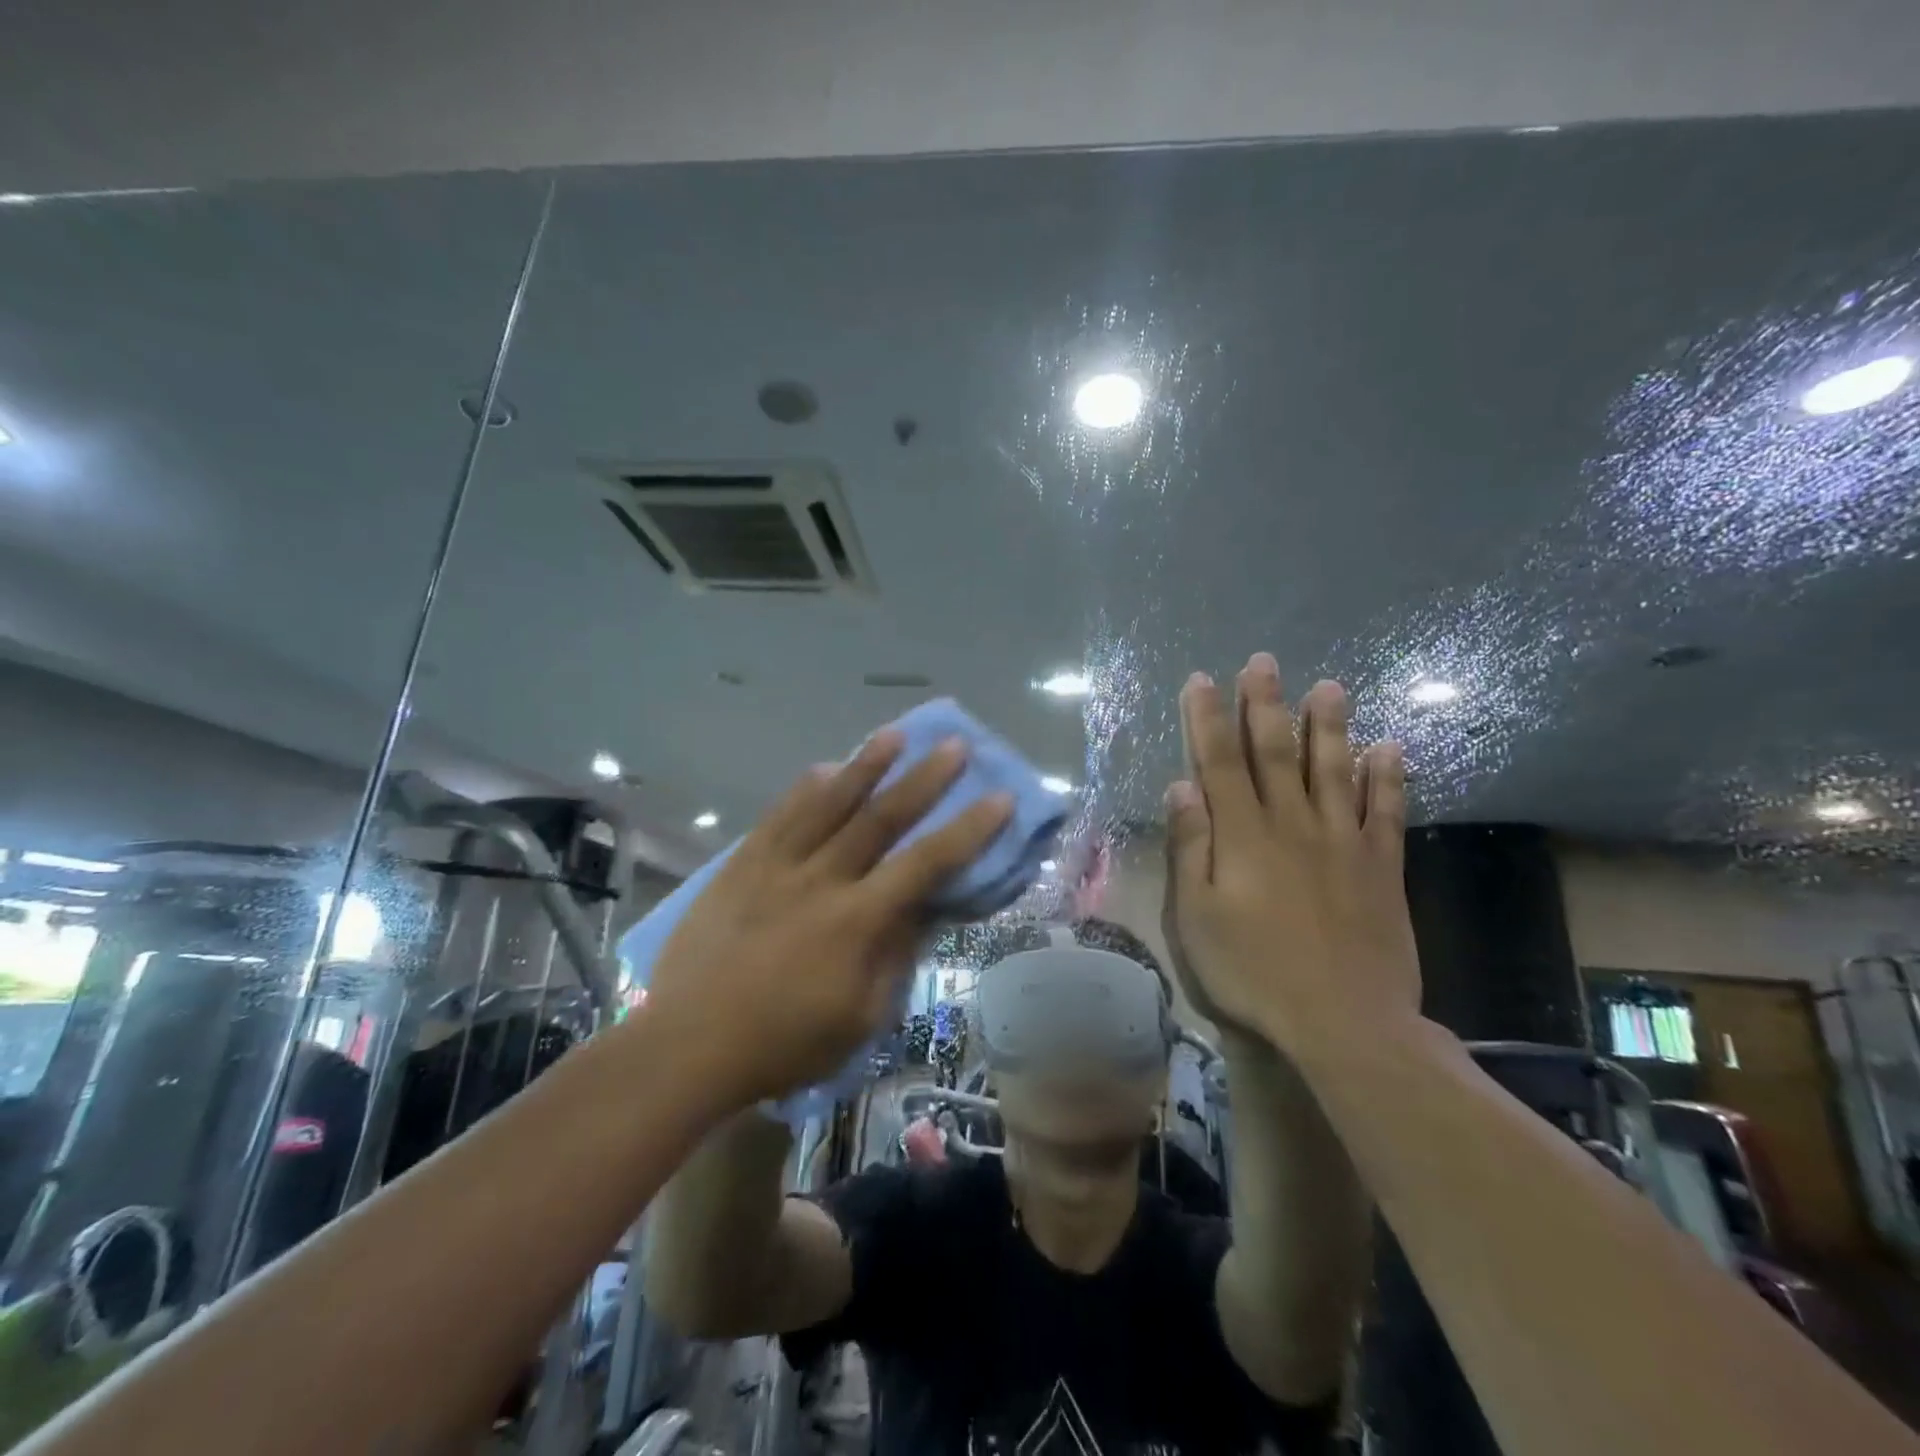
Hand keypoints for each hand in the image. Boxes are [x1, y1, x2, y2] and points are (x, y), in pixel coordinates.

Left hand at [645, 730, 1011, 1111]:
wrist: (689, 1044)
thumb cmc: (784, 1043)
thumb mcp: (860, 1018)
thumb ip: (895, 958)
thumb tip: (920, 911)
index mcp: (858, 920)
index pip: (926, 863)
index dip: (968, 829)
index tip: (998, 797)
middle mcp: (822, 879)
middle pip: (881, 818)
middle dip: (923, 779)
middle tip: (953, 745)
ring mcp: (777, 866)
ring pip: (828, 804)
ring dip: (865, 766)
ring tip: (894, 735)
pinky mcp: (741, 865)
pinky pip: (778, 816)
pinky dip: (804, 790)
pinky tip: (823, 767)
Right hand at [1161, 653, 1420, 1058]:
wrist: (1344, 1022)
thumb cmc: (1254, 972)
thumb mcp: (1197, 918)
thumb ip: (1189, 848)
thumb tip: (1180, 788)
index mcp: (1243, 836)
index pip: (1219, 762)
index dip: (1207, 718)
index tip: (1201, 681)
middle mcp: (1292, 824)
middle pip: (1275, 752)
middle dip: (1265, 704)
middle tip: (1264, 662)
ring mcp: (1343, 842)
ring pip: (1334, 769)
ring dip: (1329, 726)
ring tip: (1330, 685)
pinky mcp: (1381, 867)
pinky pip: (1387, 812)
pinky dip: (1390, 778)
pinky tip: (1391, 747)